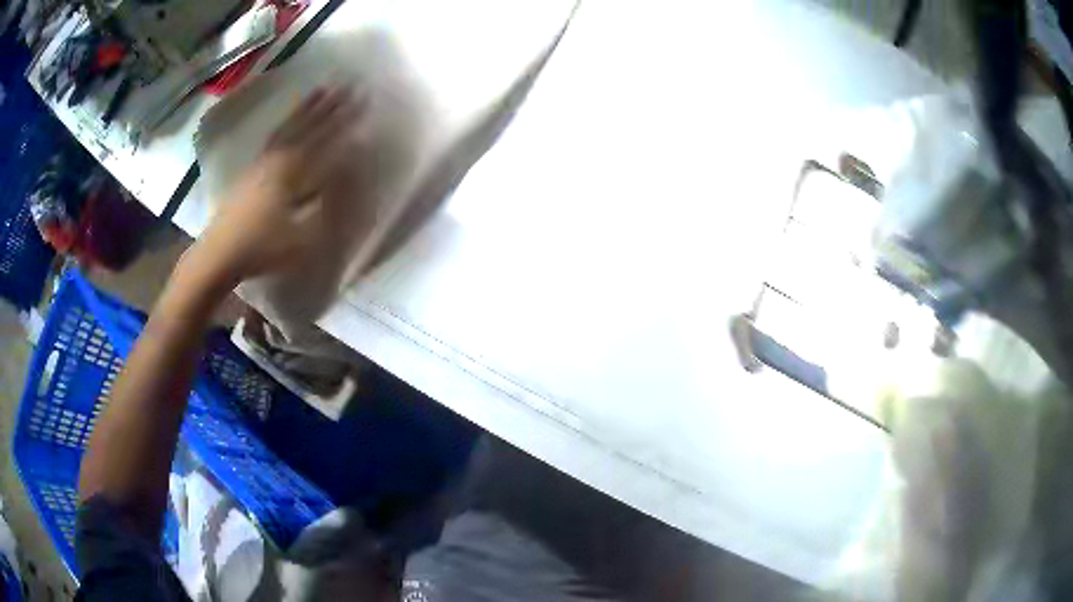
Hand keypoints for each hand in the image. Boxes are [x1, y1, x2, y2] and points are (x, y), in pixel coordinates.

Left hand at [185, 85, 369, 291]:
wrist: (219, 254)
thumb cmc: (263, 248)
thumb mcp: (304, 235)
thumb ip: (329, 203)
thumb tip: (348, 171)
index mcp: (292, 170)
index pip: (326, 137)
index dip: (346, 119)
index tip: (364, 100)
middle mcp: (277, 157)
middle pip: (307, 124)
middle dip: (330, 104)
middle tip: (348, 83)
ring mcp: (261, 161)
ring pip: (288, 126)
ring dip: (307, 107)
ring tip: (321, 89)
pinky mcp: (251, 170)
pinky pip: (275, 136)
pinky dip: (287, 122)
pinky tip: (290, 119)